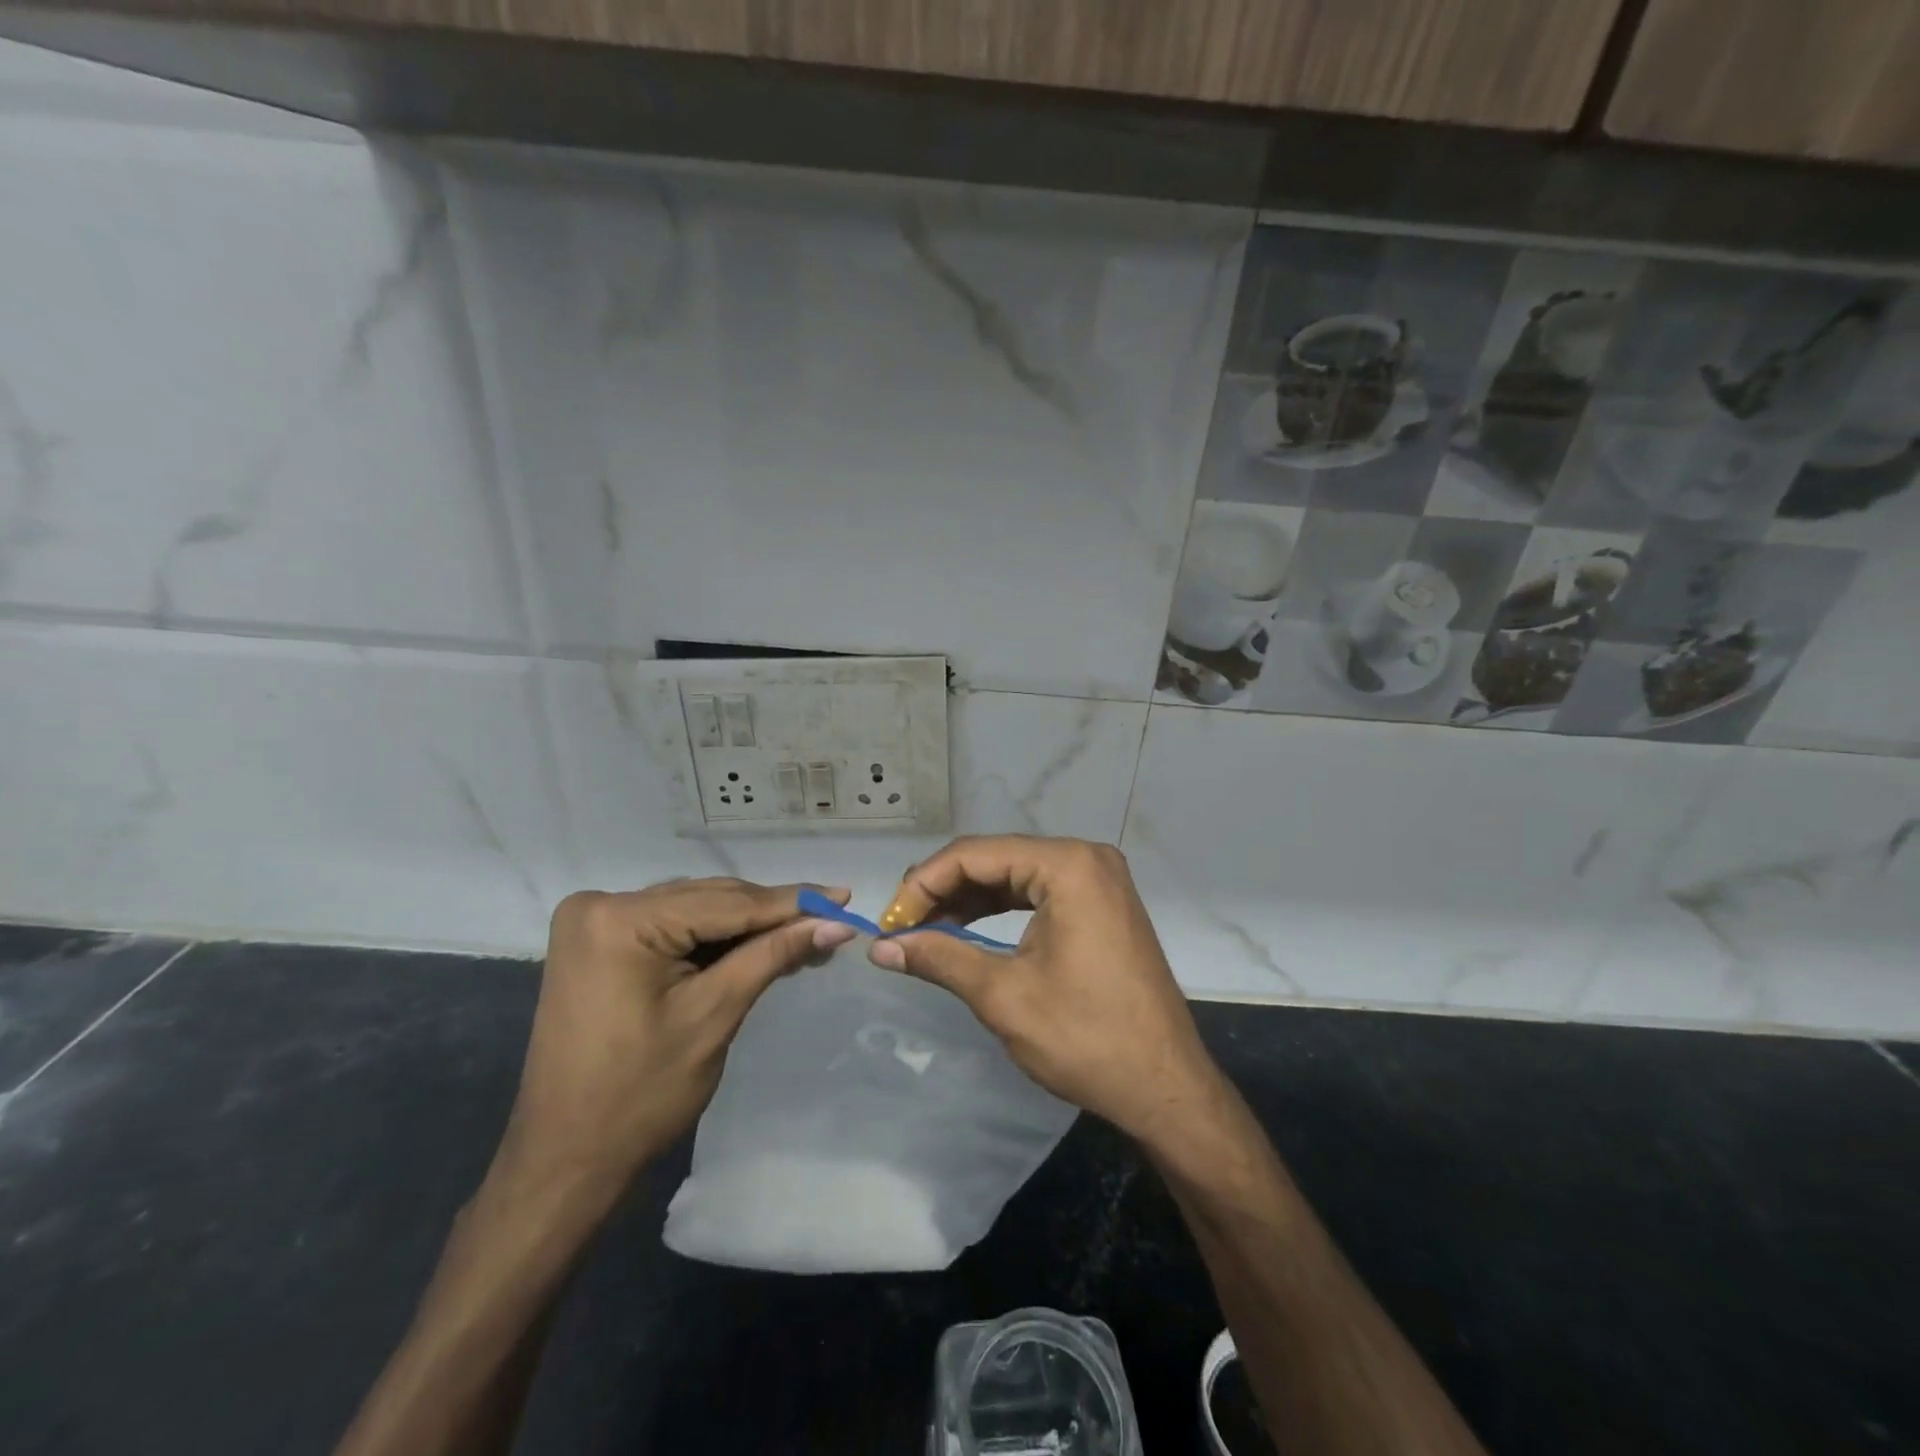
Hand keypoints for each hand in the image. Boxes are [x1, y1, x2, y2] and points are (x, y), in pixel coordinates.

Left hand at [495, 878, 857, 1197]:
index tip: (844, 896)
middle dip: (772, 914)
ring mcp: (594, 922)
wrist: (565, 1160)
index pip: (726, 903)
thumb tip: (836, 924)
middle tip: (832, 920)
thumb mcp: (714, 1015)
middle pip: (709, 900)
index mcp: (620, 920)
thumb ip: (773, 955)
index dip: (792, 902)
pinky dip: (714, 939)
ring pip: (695, 910)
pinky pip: (672, 927)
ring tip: (807, 933)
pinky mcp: (599, 942)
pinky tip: (758, 945)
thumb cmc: (640, 1096)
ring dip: (748, 926)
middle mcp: (601, 905)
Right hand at [868, 836, 1220, 1144]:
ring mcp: (1098, 880)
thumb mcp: (1003, 996)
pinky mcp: (1101, 904)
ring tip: (925, 930)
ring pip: (1014, 875)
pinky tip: (966, 930)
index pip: (975, 854)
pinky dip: (999, 909)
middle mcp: (1086, 858)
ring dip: (968, 900)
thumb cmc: (1086, 1038)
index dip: (923, 884)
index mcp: (1068, 866)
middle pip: (994, 858)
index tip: (889, 922)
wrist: (1165, 1087)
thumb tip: (880, 947)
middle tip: (902, 927)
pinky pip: (1037, 892)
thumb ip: (939, 958)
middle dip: (943, 890)